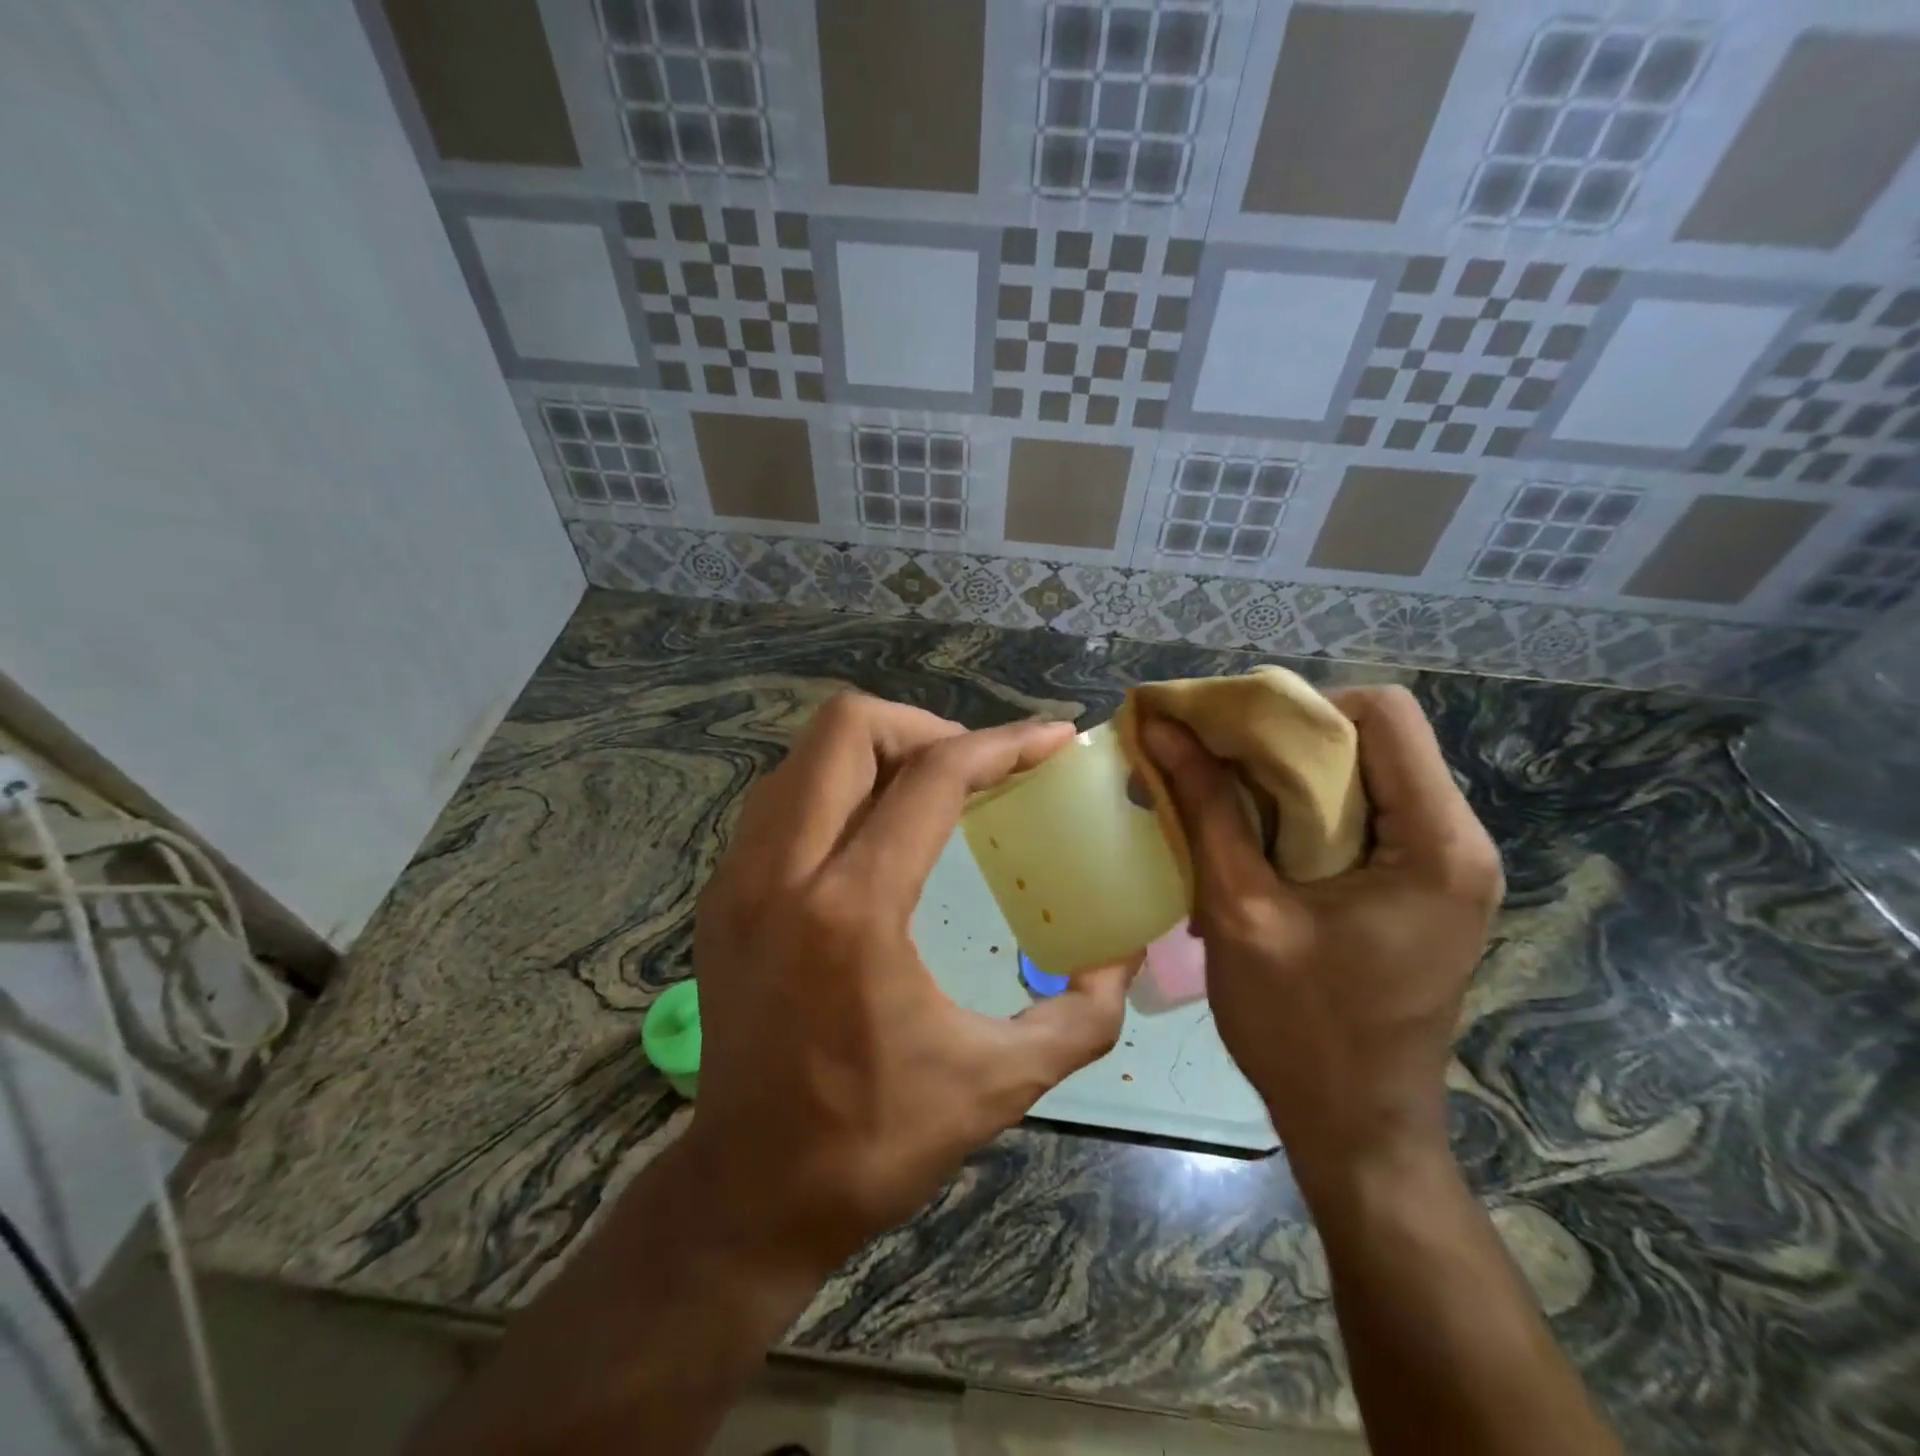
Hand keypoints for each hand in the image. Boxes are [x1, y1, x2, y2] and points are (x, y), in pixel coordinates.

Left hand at [683, 692, 1135, 1280]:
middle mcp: (782, 873)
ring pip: (804, 755)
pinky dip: (836, 789)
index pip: (932, 777)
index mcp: (854, 910)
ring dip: (876, 753)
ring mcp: (738, 878)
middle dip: (925, 727)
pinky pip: (782, 799)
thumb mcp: (1000, 1083)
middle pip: (845, 727)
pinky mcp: (720, 895)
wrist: (748, 1193)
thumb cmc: (874, 1140)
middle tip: (975, 769)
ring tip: (929, 792)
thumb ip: (1081, 1013)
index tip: (1052, 739)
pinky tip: (875, 837)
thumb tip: (1122, 953)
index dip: (1002, 745)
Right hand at [1139, 687, 1501, 1179]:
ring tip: (1218, 796)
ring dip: (1284, 777)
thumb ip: (1206, 808)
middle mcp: (1456, 841)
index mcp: (1437, 843)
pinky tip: (1248, 838)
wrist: (1356, 1129)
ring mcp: (1441, 866)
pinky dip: (1298, 811)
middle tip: (1206, 761)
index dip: (1299, 708)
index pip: (1382, 713)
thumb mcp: (1241, 909)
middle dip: (1282, 740)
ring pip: (1361, 775)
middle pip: (1372, 740)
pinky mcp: (1417, 888)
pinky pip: (1359, 816)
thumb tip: (1161, 728)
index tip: (1228, 736)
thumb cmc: (1301, 1027)